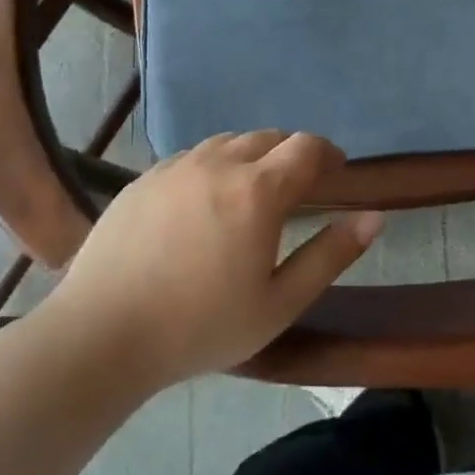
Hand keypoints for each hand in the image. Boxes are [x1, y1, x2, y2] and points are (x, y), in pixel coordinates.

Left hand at [44, 131, 383, 391]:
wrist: (99, 336)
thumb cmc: (200, 326)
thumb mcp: (279, 303)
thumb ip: (331, 255)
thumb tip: (374, 217)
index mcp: (258, 190)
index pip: (307, 147)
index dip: (329, 153)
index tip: (338, 171)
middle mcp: (218, 163)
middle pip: (269, 137)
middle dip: (292, 154)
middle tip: (299, 187)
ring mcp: (175, 168)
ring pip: (228, 143)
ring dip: (253, 156)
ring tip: (253, 191)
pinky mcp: (143, 180)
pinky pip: (192, 157)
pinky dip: (214, 166)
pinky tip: (205, 202)